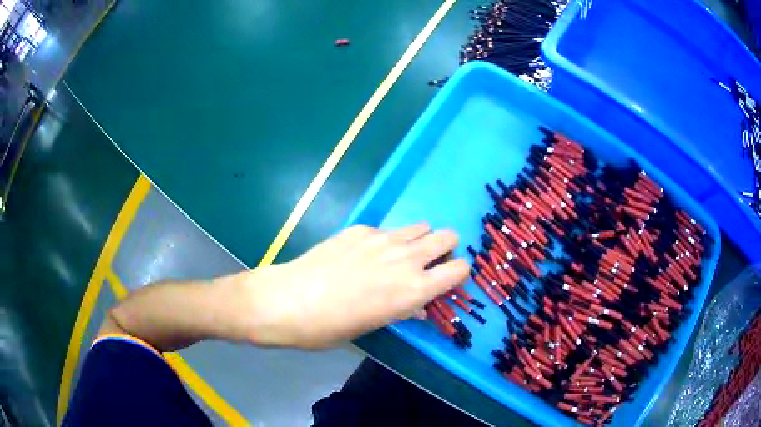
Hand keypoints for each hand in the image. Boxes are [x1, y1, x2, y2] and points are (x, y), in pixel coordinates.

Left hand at [235, 223, 468, 348]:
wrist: (288, 301)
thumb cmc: (330, 327)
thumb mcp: (374, 325)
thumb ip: (403, 310)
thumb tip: (417, 304)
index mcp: (414, 289)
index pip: (460, 269)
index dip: (457, 274)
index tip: (446, 281)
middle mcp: (406, 258)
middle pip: (447, 237)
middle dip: (444, 249)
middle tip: (427, 265)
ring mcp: (383, 238)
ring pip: (421, 226)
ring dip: (418, 240)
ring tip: (396, 257)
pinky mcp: (360, 228)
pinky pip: (387, 230)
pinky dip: (386, 240)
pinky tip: (361, 255)